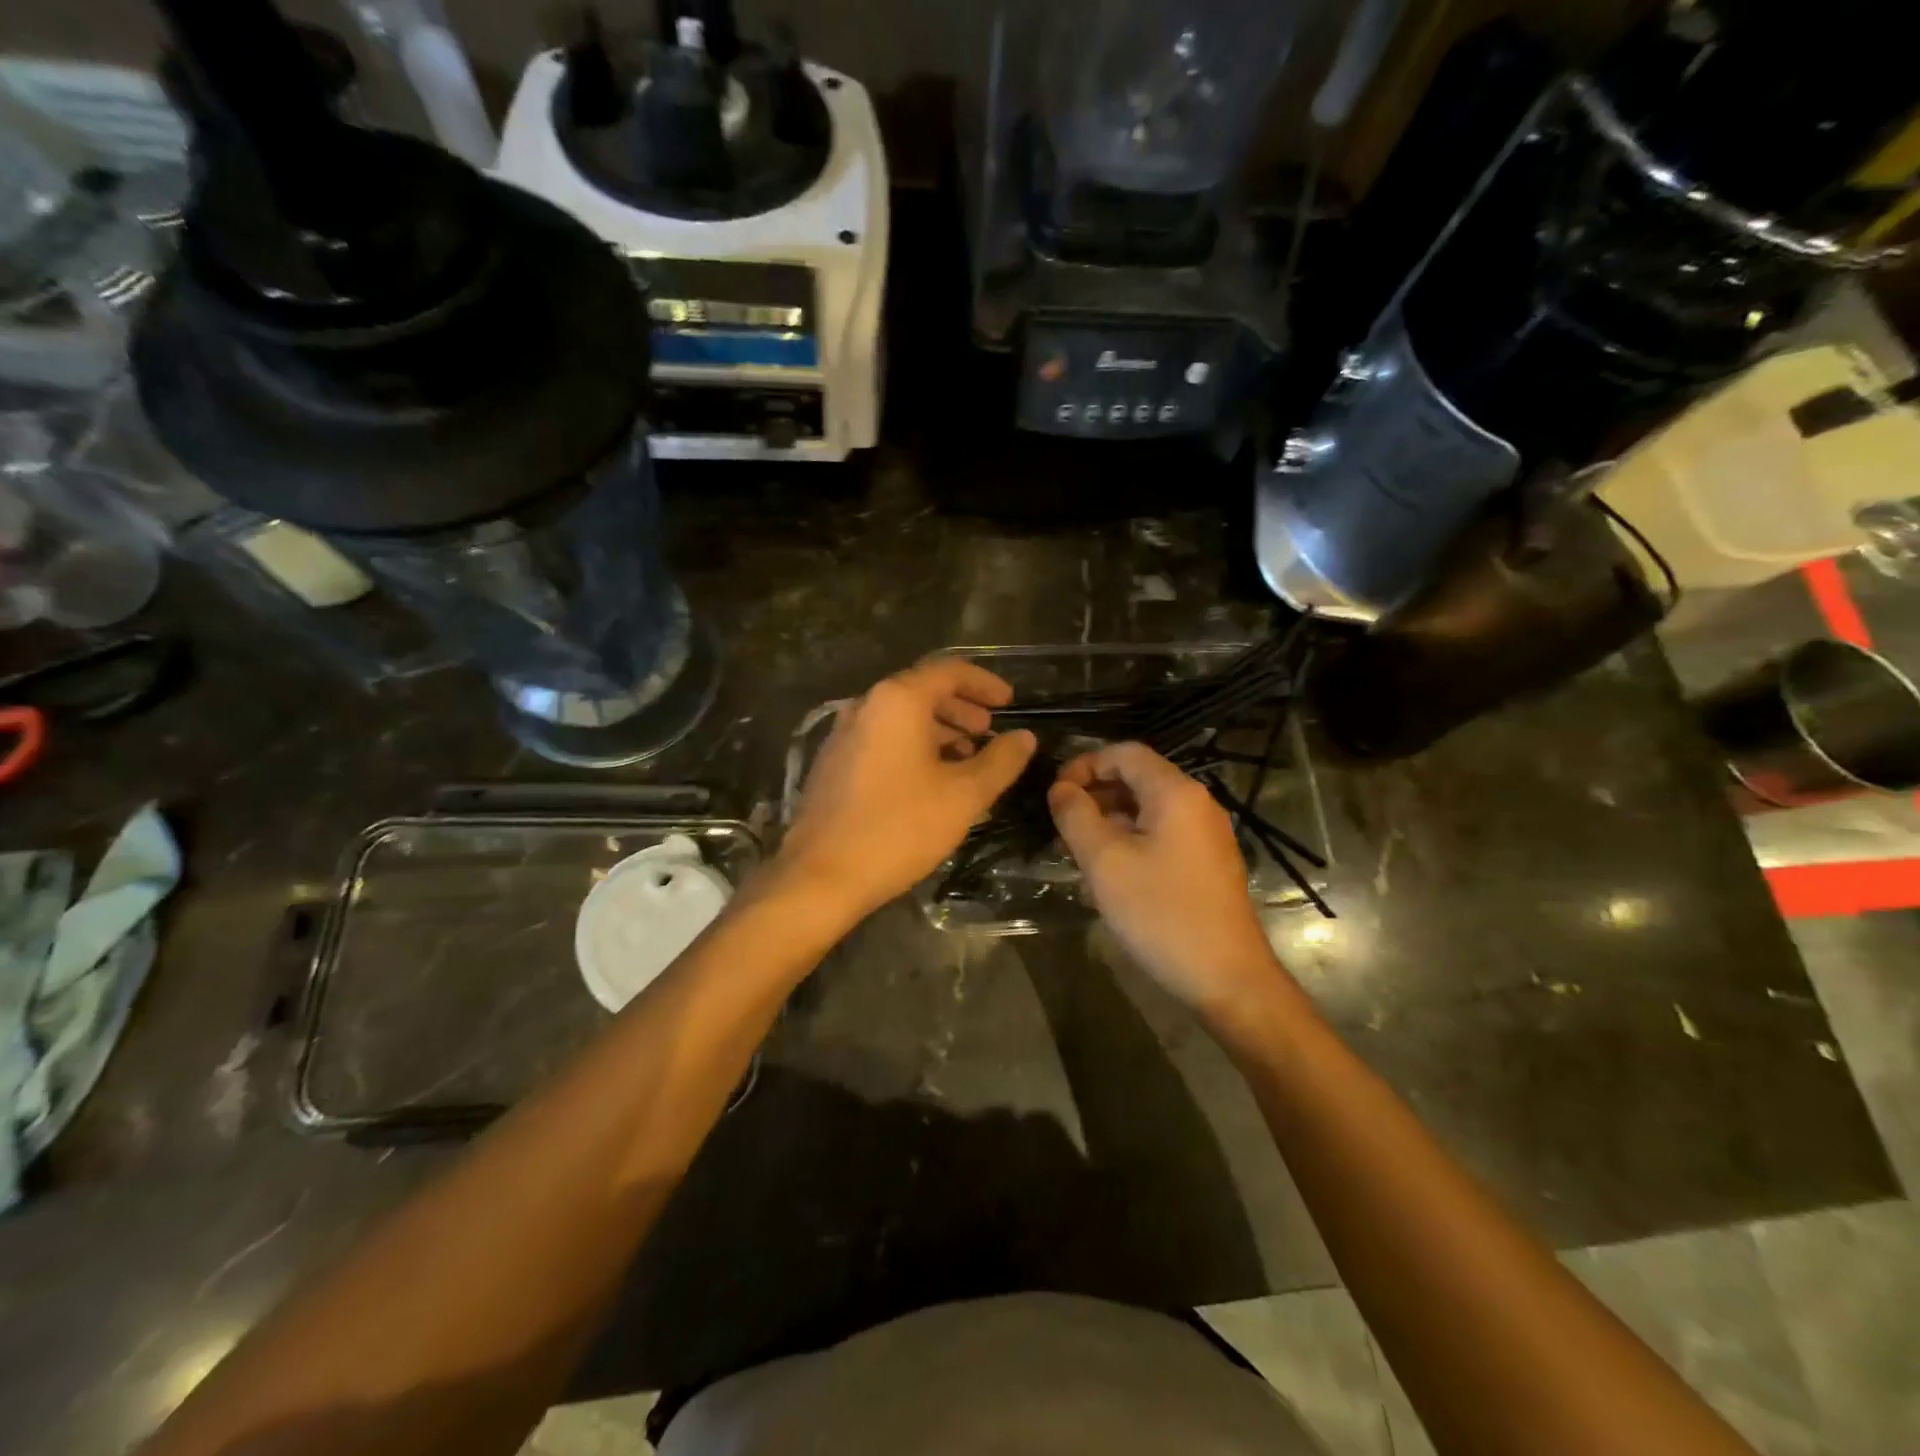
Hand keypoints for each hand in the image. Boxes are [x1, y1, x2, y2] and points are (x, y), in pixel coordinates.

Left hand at [778, 658, 1037, 923]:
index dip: (985, 683)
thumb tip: (1025, 737)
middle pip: (922, 691)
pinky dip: (912, 745)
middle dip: (962, 708)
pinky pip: (882, 738)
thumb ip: (1001, 761)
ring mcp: (844, 733)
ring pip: (901, 717)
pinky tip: (929, 779)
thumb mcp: (964, 795)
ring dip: (939, 729)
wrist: (821, 875)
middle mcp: (866, 705)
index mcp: (898, 701)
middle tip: (989, 732)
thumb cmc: (899, 828)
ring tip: (966, 758)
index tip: (1009, 702)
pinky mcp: (833, 761)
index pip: (949, 671)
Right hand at [1049, 742, 1285, 1023]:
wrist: (1227, 979)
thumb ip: (1076, 816)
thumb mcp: (1105, 862)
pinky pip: (1160, 835)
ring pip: (1146, 810)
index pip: (1124, 753)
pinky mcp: (1206, 863)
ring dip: (1108, 821)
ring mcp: (1205, 835)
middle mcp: (1196, 803)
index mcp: (1175, 792)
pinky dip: (1129, 841)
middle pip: (1136, 779)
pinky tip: (1108, 877)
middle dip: (1094, 794)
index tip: (1055, 795)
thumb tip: (1060, 789)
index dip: (1084, 764)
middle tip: (1060, 826)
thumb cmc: (1161, 913)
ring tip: (1077, 853)